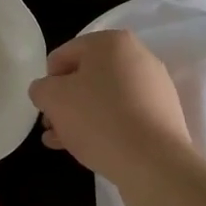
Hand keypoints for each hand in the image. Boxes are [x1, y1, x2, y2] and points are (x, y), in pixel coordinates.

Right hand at [29, 30, 191, 189]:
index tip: (44, 108)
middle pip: (86, 77)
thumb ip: (41, 88)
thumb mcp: (53, 98)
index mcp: (111, 41)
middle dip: (65, 102)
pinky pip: (125, 115)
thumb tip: (45, 91)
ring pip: (105, 98)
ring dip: (81, 117)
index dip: (48, 81)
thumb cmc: (99, 119)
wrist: (154, 164)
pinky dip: (105, 127)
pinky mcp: (164, 115)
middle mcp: (137, 56)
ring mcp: (154, 86)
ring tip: (63, 143)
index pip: (64, 55)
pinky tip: (89, 149)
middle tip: (51, 127)